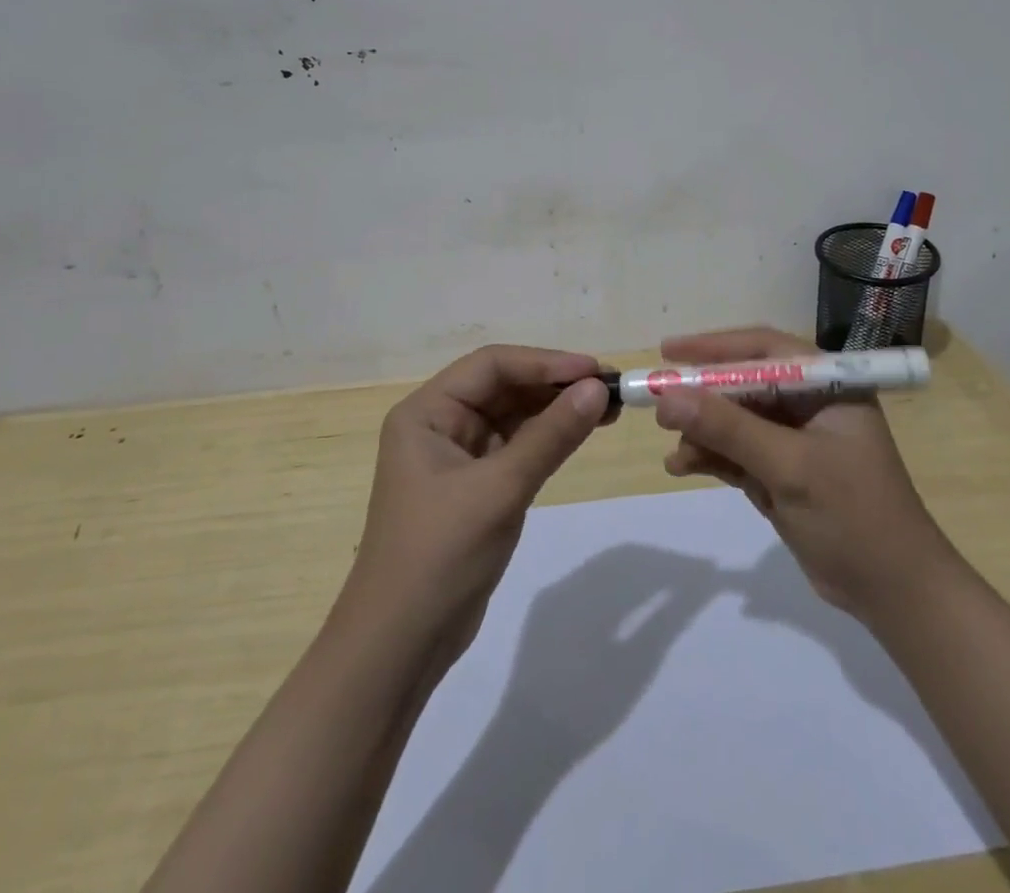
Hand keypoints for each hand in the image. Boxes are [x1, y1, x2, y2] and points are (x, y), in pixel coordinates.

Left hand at [339, 346, 608, 673]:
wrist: (400, 647)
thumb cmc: (439, 556)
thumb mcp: (499, 490)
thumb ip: (550, 436)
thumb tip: (598, 388)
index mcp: (426, 413)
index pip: (491, 366)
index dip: (544, 362)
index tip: (594, 370)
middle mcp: (439, 425)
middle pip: (503, 387)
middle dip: (554, 385)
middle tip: (609, 388)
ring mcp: (457, 457)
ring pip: (514, 416)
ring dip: (556, 410)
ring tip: (607, 408)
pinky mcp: (475, 486)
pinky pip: (517, 447)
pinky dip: (549, 438)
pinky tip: (582, 432)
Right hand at [655, 326, 955, 624]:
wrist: (894, 593)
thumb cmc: (853, 515)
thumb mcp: (789, 466)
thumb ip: (729, 428)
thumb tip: (668, 395)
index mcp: (827, 385)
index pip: (764, 349)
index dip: (714, 346)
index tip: (668, 351)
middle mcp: (810, 404)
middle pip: (744, 385)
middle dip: (702, 396)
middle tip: (659, 405)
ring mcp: (796, 441)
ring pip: (735, 421)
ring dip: (702, 432)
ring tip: (673, 448)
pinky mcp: (783, 473)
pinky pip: (737, 453)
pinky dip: (711, 457)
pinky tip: (681, 467)